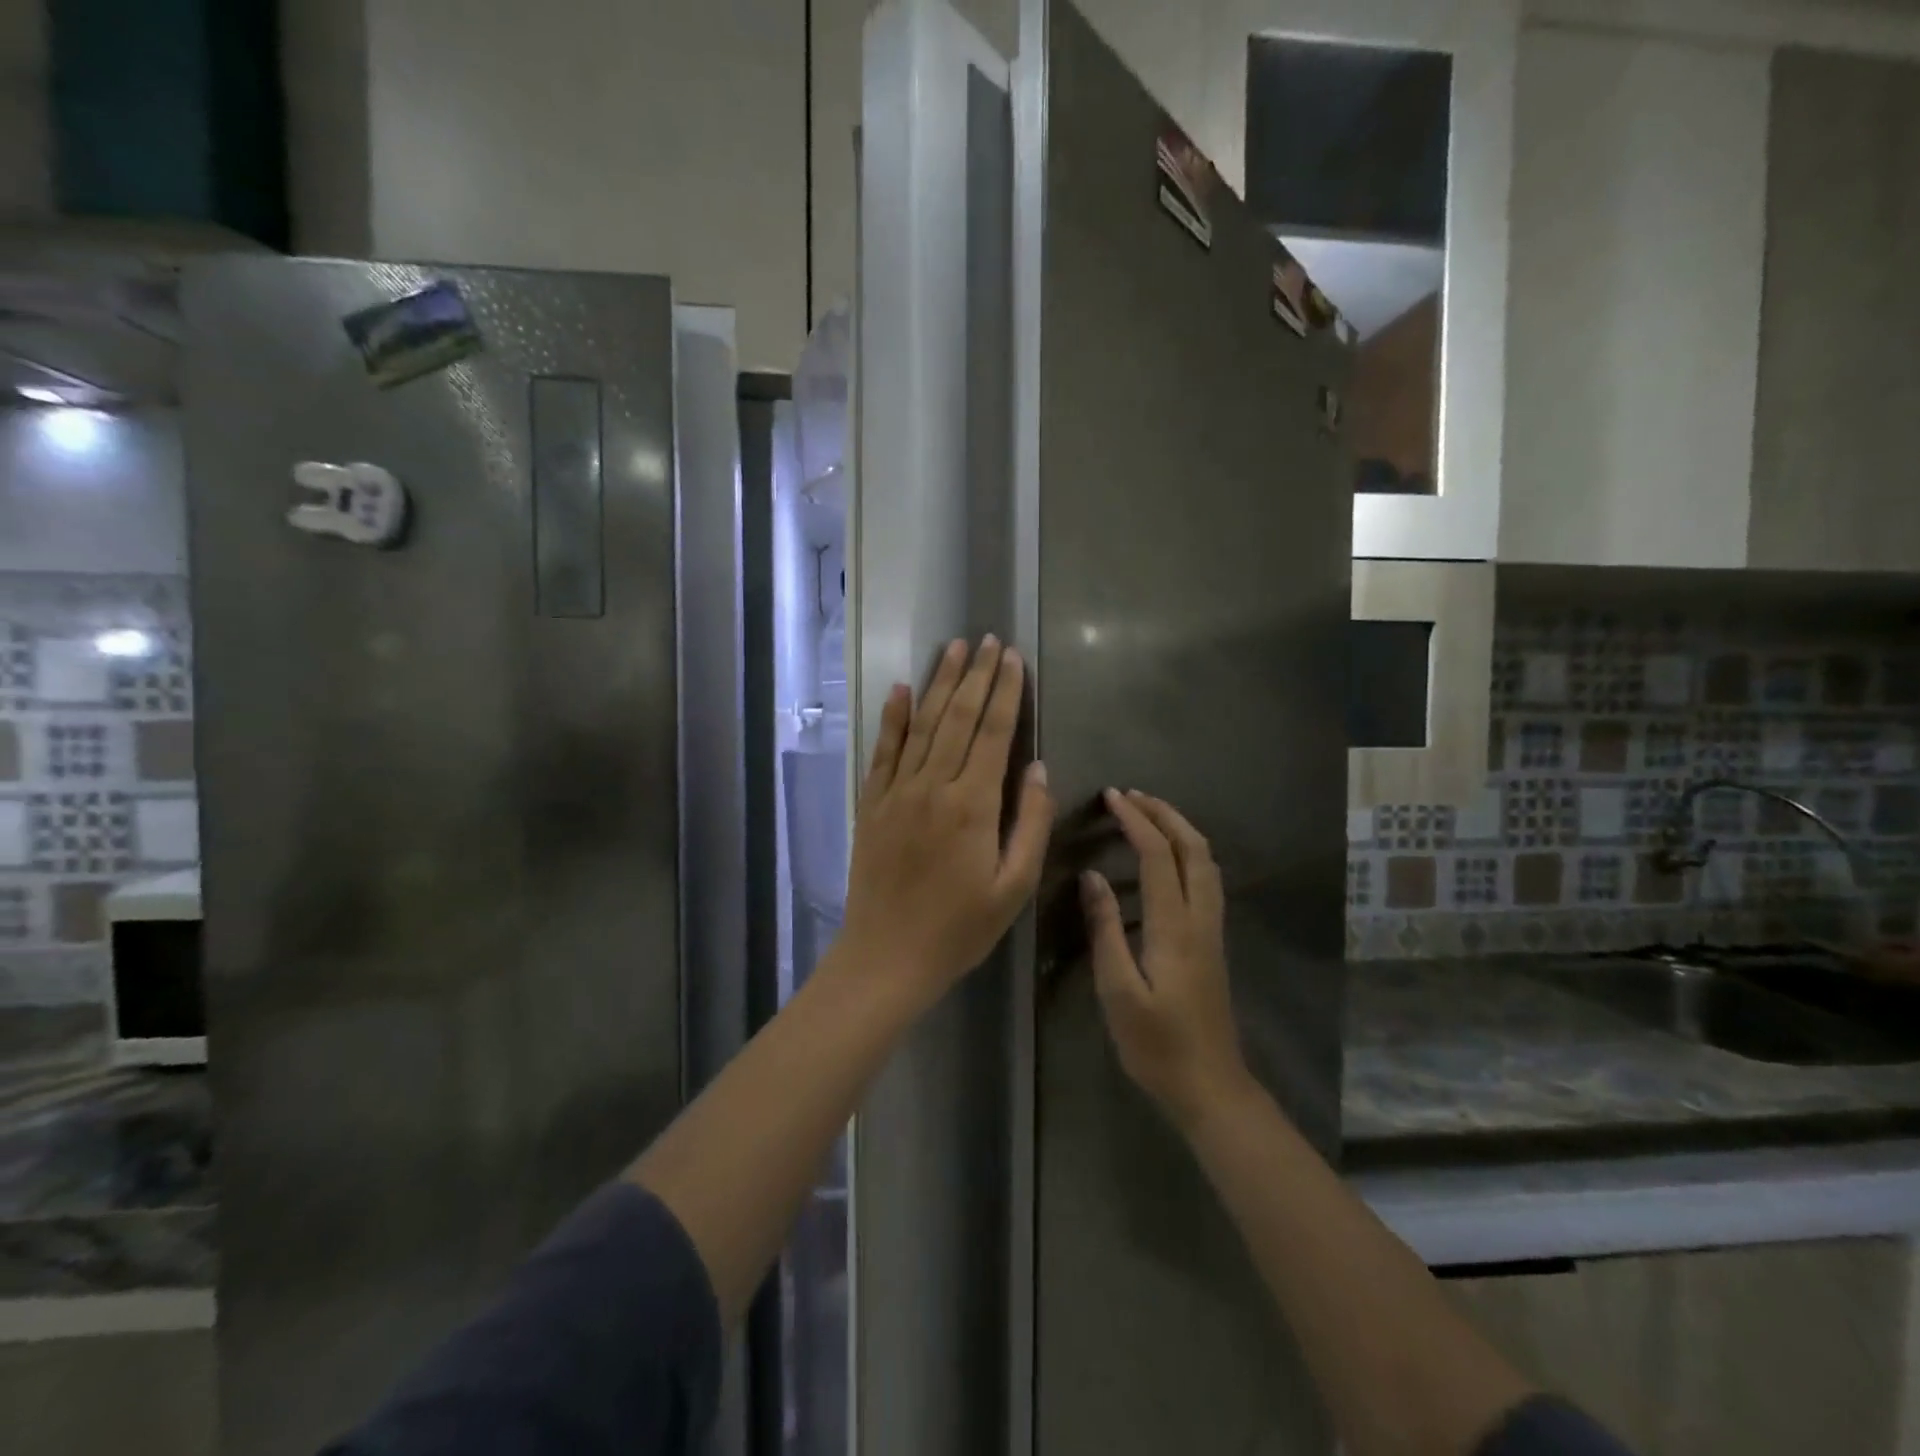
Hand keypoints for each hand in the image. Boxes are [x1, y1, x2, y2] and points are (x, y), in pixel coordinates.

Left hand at [837, 636, 1053, 1009]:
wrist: (887, 956)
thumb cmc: (959, 928)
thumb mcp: (1013, 887)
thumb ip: (1029, 823)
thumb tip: (1037, 767)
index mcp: (973, 805)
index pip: (994, 733)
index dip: (1006, 692)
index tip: (1013, 658)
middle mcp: (933, 786)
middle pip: (959, 718)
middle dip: (977, 675)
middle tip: (987, 639)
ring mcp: (897, 791)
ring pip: (922, 724)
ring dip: (939, 683)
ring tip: (953, 648)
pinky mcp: (872, 803)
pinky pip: (883, 750)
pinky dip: (892, 717)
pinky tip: (900, 689)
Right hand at [1083, 789, 1250, 1127]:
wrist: (1211, 1086)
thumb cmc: (1156, 1044)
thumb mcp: (1118, 990)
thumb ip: (1104, 929)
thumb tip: (1092, 877)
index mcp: (1174, 927)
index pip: (1159, 856)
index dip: (1136, 821)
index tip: (1112, 797)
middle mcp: (1201, 918)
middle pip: (1194, 848)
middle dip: (1164, 813)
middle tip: (1131, 795)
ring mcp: (1212, 929)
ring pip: (1207, 861)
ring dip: (1179, 828)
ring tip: (1148, 814)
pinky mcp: (1213, 941)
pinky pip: (1206, 878)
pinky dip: (1187, 851)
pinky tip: (1168, 857)